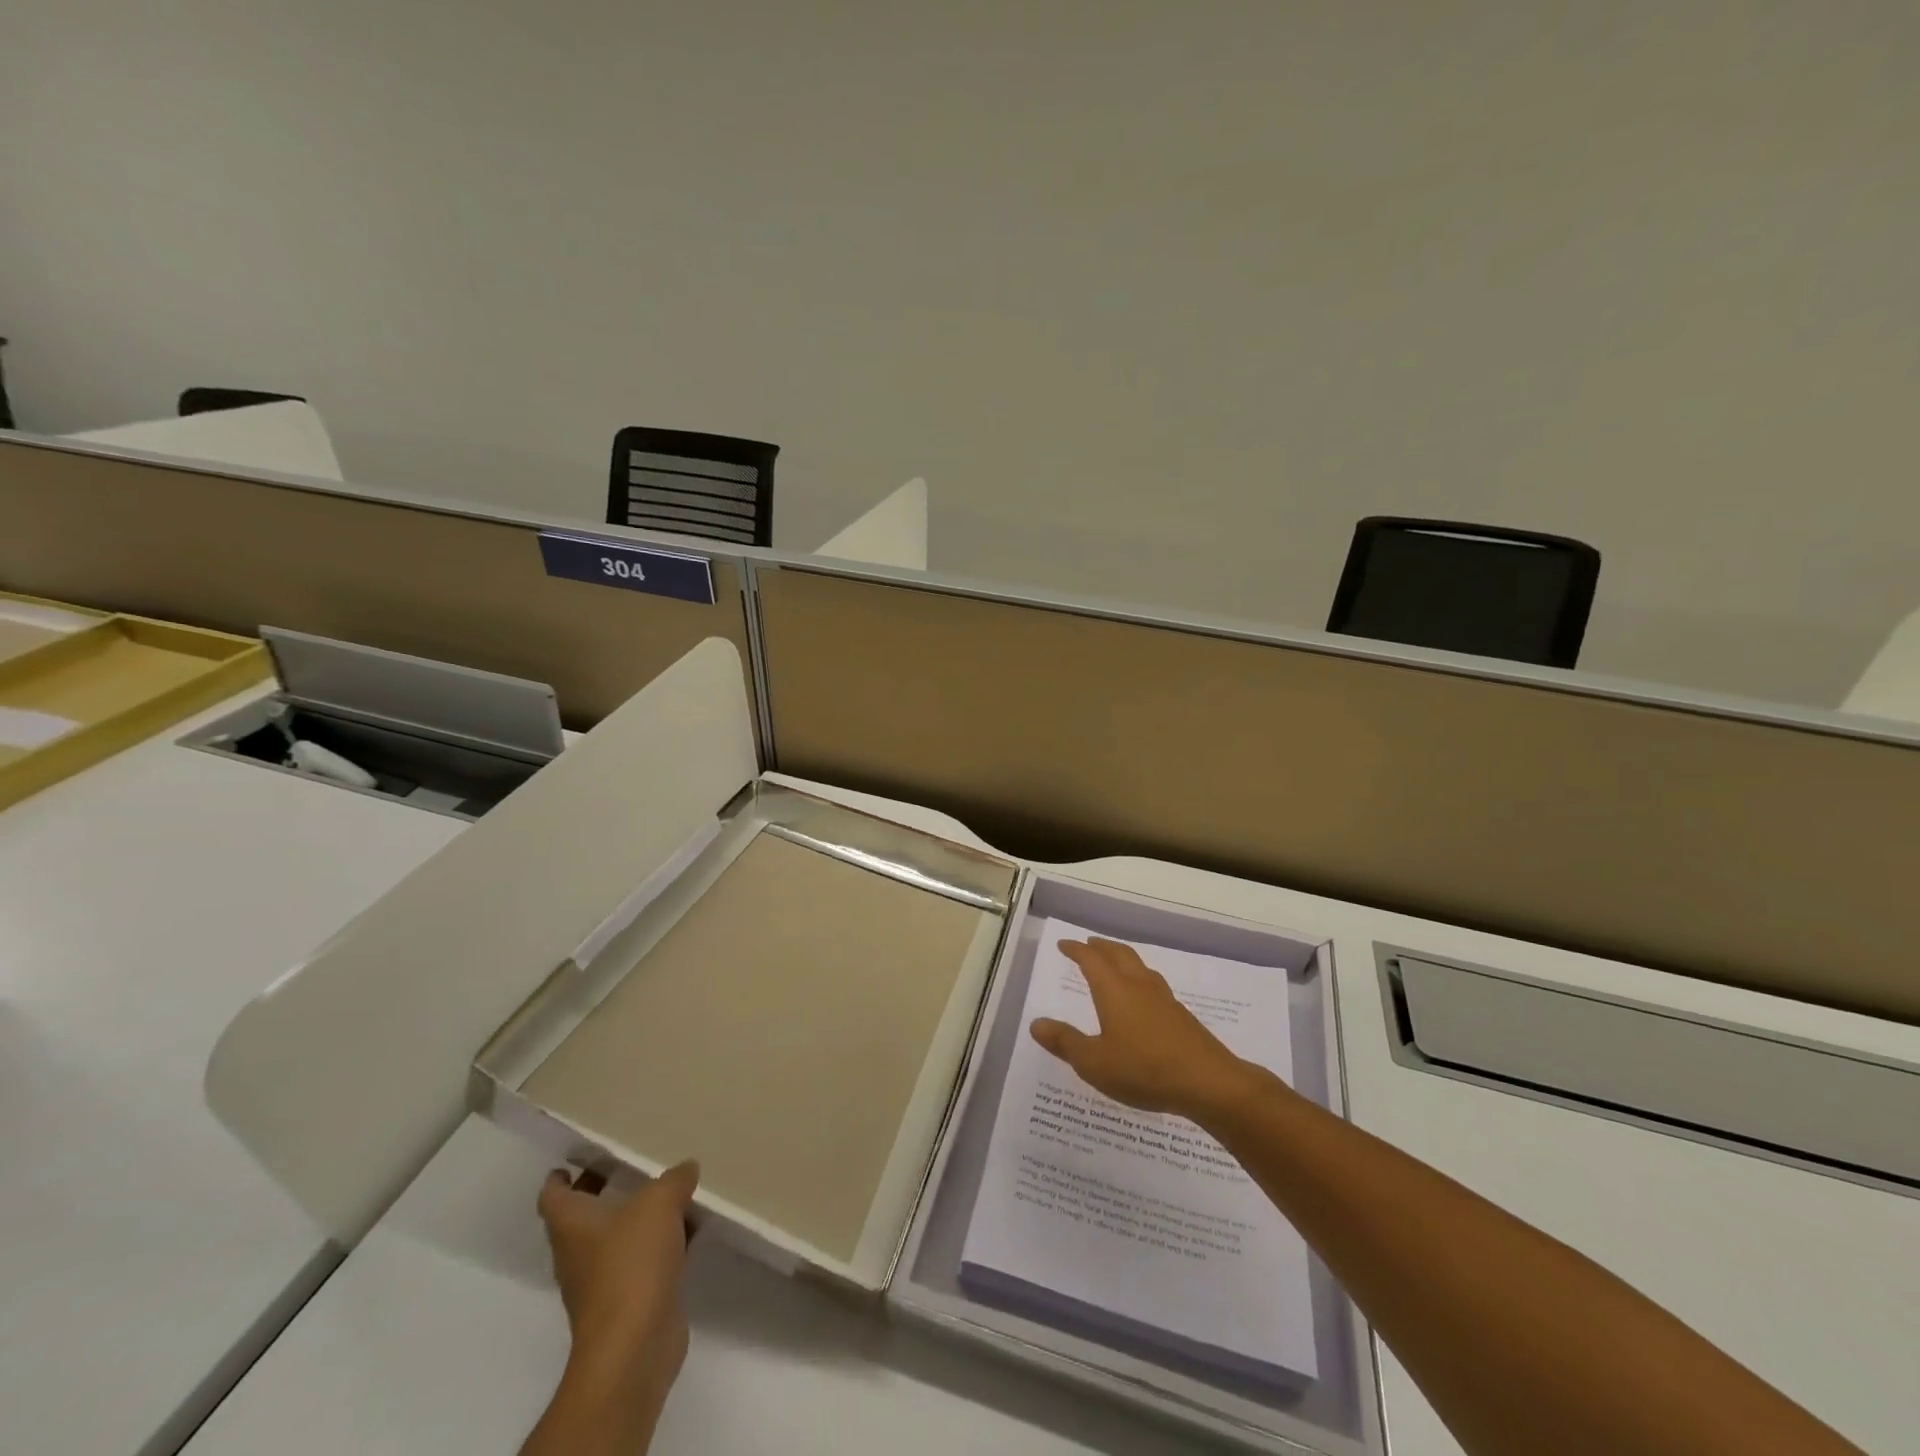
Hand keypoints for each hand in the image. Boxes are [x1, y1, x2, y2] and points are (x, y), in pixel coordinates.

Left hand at [533, 1161, 699, 1447]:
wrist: (634, 1346)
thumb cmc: (632, 1263)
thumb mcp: (660, 1202)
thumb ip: (674, 1179)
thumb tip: (686, 1168)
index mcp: (572, 1225)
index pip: (553, 1195)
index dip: (561, 1177)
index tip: (577, 1159)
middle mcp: (579, 1253)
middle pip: (583, 1217)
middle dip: (603, 1191)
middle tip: (629, 1165)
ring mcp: (601, 1282)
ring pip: (616, 1239)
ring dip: (636, 1219)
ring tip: (668, 1191)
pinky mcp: (629, 1302)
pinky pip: (642, 1261)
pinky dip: (660, 1244)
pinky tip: (689, 1230)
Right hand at [1030, 938, 1252, 1120]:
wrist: (1208, 1082)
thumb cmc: (1144, 1070)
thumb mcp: (1094, 1063)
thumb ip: (1065, 1042)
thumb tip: (1036, 1023)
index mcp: (1114, 990)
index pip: (1091, 960)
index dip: (1076, 950)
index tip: (1064, 945)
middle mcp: (1138, 985)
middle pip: (1119, 954)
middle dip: (1101, 947)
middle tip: (1088, 944)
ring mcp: (1163, 998)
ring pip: (1139, 966)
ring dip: (1122, 958)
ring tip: (1114, 964)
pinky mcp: (1180, 1015)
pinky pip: (1153, 984)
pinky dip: (1139, 979)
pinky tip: (1142, 998)